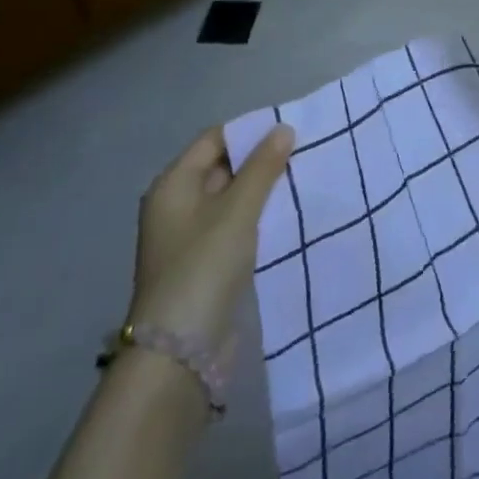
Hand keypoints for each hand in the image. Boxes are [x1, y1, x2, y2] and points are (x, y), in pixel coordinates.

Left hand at [126, 124, 294, 365]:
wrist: (180, 351)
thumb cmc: (204, 266)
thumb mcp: (237, 210)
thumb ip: (262, 167)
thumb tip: (283, 128)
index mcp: (173, 185)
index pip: (214, 139)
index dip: (250, 130)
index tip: (291, 127)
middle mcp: (178, 205)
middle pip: (223, 167)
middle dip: (261, 159)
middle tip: (305, 150)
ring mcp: (192, 236)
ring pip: (234, 198)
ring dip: (264, 188)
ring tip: (305, 177)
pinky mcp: (208, 262)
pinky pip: (238, 225)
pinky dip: (261, 215)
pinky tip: (291, 213)